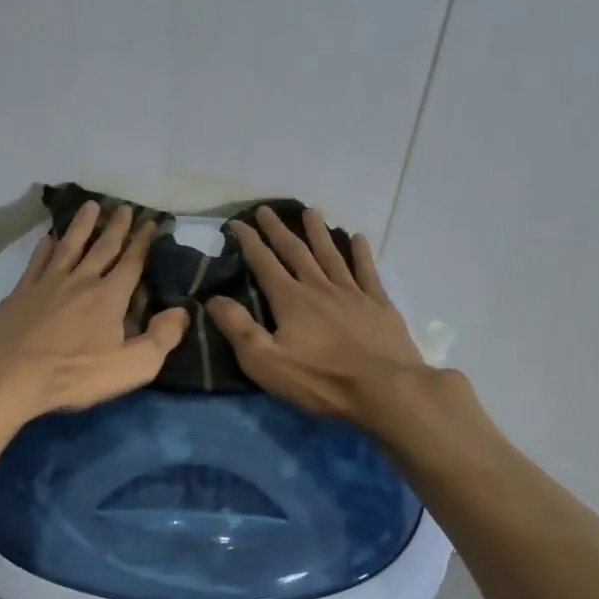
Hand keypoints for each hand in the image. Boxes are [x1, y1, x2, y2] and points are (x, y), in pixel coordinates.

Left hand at [0, 201, 189, 417]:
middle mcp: (81, 280)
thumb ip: (161, 338)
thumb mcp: (131, 366)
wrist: (9, 374)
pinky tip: (47, 239)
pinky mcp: (22, 292)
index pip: (132, 263)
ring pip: (69, 246)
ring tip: (90, 206)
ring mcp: (48, 283)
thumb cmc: (74, 373)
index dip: (143, 242)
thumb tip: (181, 312)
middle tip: (124, 207)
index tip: (151, 222)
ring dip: (82, 226)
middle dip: (116, 227)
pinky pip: (37, 262)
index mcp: (110, 296)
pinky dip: (45, 247)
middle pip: (102, 247)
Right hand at [206, 206, 426, 426]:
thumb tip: (213, 299)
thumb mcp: (265, 361)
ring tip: (311, 212)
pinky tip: (358, 238)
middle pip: (295, 251)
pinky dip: (361, 253)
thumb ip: (238, 328)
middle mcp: (319, 287)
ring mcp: (352, 293)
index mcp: (290, 300)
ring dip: (318, 232)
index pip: (263, 263)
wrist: (385, 389)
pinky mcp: (379, 305)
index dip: (248, 241)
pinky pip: (367, 271)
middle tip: (266, 209)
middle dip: (278, 230)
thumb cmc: (321, 380)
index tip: (237, 222)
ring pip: (331, 254)